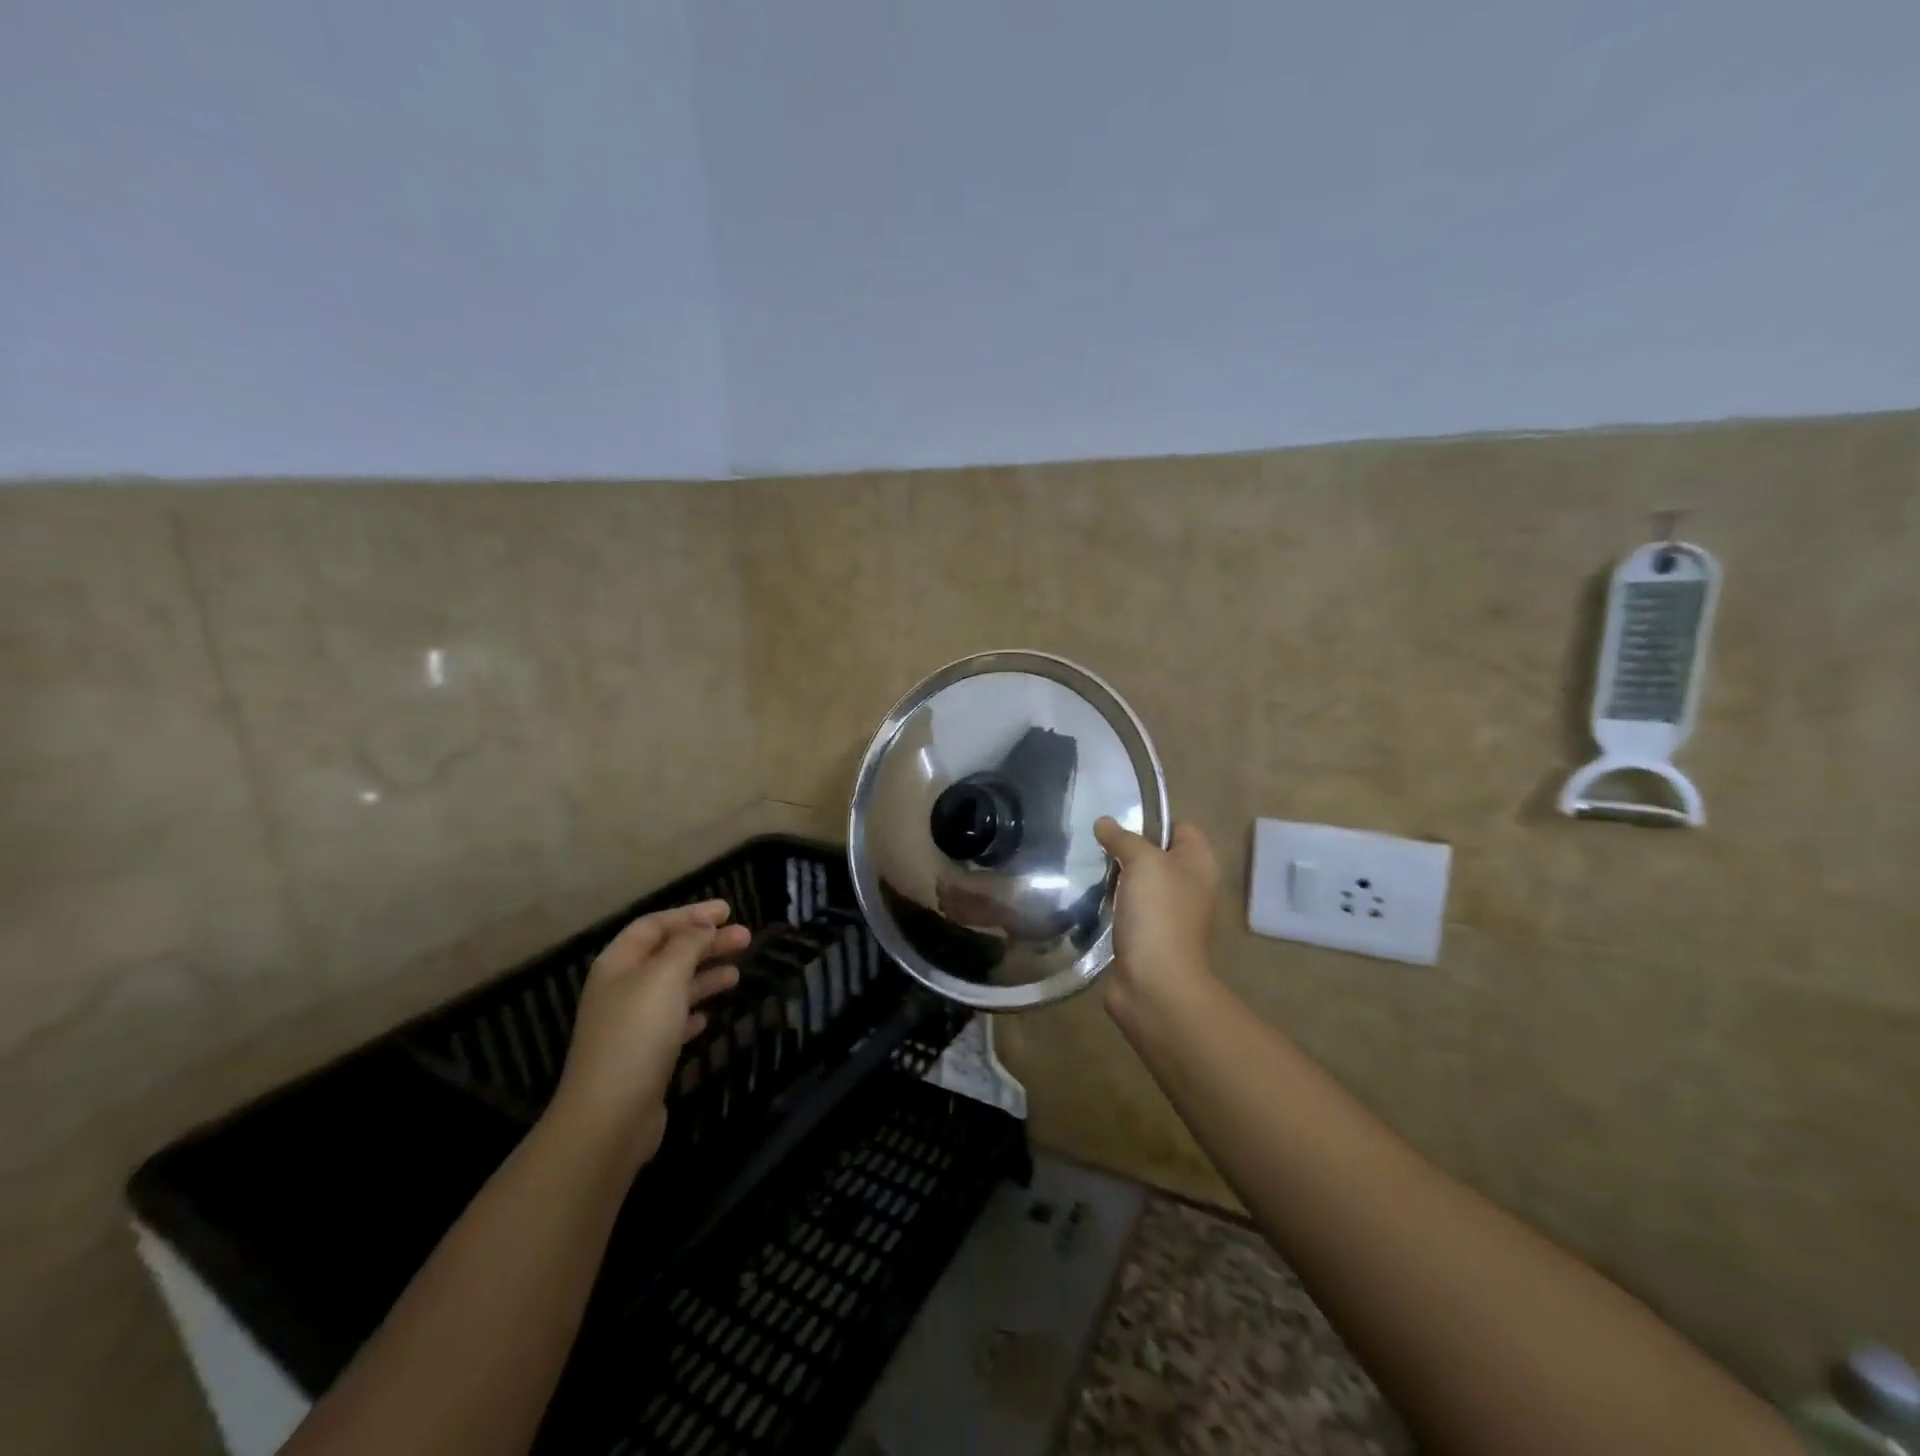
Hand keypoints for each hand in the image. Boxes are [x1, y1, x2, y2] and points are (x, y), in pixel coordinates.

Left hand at [546, 899, 747, 1168]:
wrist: (609, 1117)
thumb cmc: (637, 1035)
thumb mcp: (665, 977)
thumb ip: (687, 945)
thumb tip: (703, 925)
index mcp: (618, 964)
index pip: (655, 925)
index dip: (691, 914)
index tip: (728, 911)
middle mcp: (621, 989)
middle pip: (667, 955)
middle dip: (706, 943)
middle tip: (746, 938)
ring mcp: (630, 1025)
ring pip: (673, 988)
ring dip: (705, 976)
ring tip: (737, 974)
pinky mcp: (643, 1056)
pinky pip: (672, 1022)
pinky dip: (692, 1012)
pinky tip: (709, 1016)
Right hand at [1094, 818, 1220, 1021]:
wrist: (1155, 983)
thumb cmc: (1158, 914)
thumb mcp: (1142, 862)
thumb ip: (1123, 838)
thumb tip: (1104, 822)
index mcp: (1199, 864)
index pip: (1180, 827)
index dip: (1153, 821)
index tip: (1119, 825)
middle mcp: (1189, 886)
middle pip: (1157, 855)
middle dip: (1128, 850)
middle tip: (1097, 846)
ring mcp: (1169, 914)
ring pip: (1140, 883)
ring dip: (1117, 878)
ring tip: (1089, 869)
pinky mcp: (1148, 936)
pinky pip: (1129, 909)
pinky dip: (1113, 904)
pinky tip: (1092, 899)